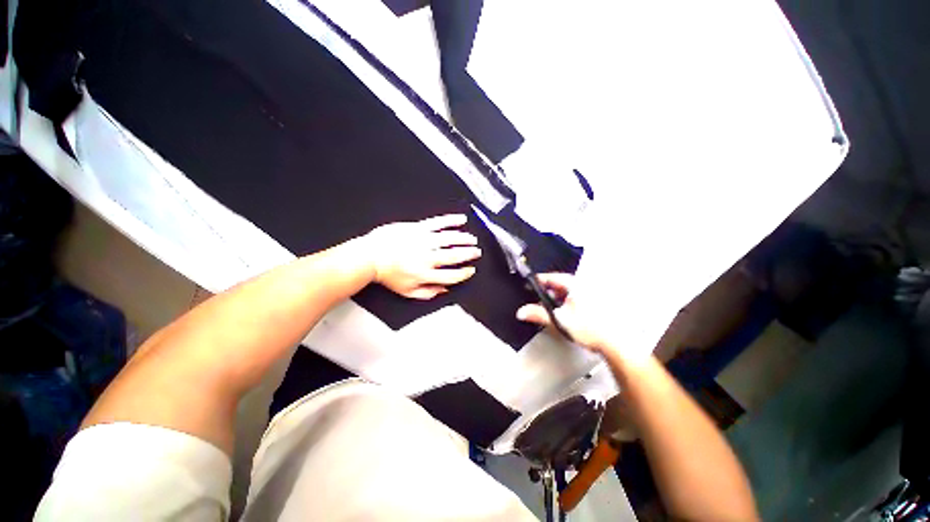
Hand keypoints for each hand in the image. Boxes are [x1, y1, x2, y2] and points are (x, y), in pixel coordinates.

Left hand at [364, 214, 480, 299]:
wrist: (370, 256)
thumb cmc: (388, 275)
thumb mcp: (407, 291)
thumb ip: (427, 293)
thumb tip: (444, 290)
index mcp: (425, 274)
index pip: (452, 275)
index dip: (464, 273)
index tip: (471, 270)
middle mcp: (427, 257)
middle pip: (454, 256)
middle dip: (469, 254)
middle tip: (477, 252)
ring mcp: (423, 241)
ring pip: (450, 239)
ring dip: (464, 239)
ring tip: (473, 239)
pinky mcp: (418, 228)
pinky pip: (438, 223)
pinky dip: (451, 221)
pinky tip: (461, 219)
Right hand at [516, 273, 615, 353]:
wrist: (615, 342)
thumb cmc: (591, 328)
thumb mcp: (559, 320)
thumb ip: (538, 314)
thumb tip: (522, 312)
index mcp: (574, 284)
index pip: (550, 277)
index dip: (537, 282)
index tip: (528, 286)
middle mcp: (583, 286)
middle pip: (558, 286)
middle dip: (547, 294)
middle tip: (539, 303)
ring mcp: (590, 294)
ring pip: (567, 293)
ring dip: (557, 301)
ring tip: (553, 313)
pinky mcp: (595, 303)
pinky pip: (575, 300)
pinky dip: (567, 305)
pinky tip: (566, 316)